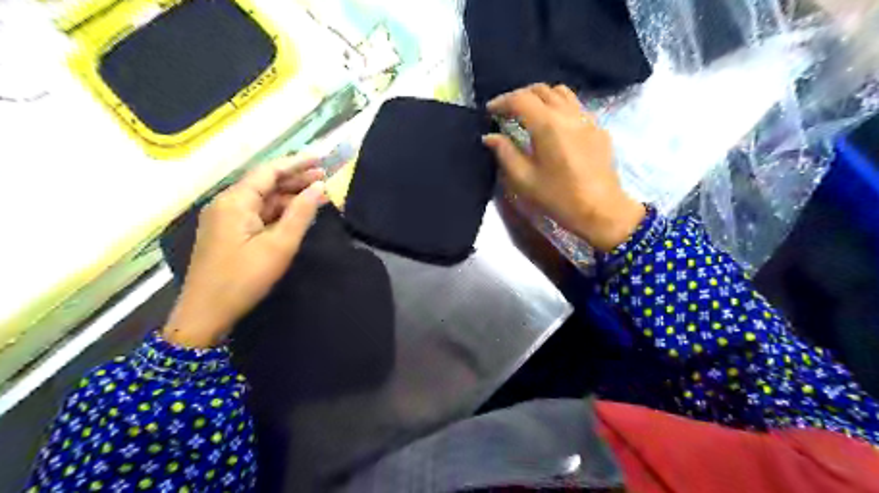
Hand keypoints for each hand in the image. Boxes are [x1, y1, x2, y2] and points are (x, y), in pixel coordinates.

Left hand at [163, 155, 327, 346]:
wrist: (206, 314)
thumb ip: (301, 213)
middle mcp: (227, 203)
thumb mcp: (279, 245)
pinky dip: (278, 211)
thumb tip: (319, 187)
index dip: (297, 163)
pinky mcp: (227, 232)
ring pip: (262, 199)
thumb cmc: (244, 278)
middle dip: (295, 178)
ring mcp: (225, 218)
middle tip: (325, 176)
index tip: (321, 158)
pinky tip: (296, 213)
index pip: (269, 171)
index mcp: (236, 201)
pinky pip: (256, 213)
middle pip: (265, 183)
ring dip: (288, 195)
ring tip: (317, 193)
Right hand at [484, 82, 643, 250]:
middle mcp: (568, 113)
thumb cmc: (558, 197)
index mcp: (548, 125)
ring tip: (529, 113)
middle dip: (520, 96)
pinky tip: (554, 125)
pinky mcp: (598, 128)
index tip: (489, 111)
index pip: (521, 99)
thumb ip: (505, 153)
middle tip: (506, 112)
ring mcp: (587, 118)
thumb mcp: (524, 179)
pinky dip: (559, 106)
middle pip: (541, 90)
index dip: (502, 102)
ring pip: (561, 93)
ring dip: (541, 97)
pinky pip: (576, 106)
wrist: (600, 210)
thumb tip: (489, 137)